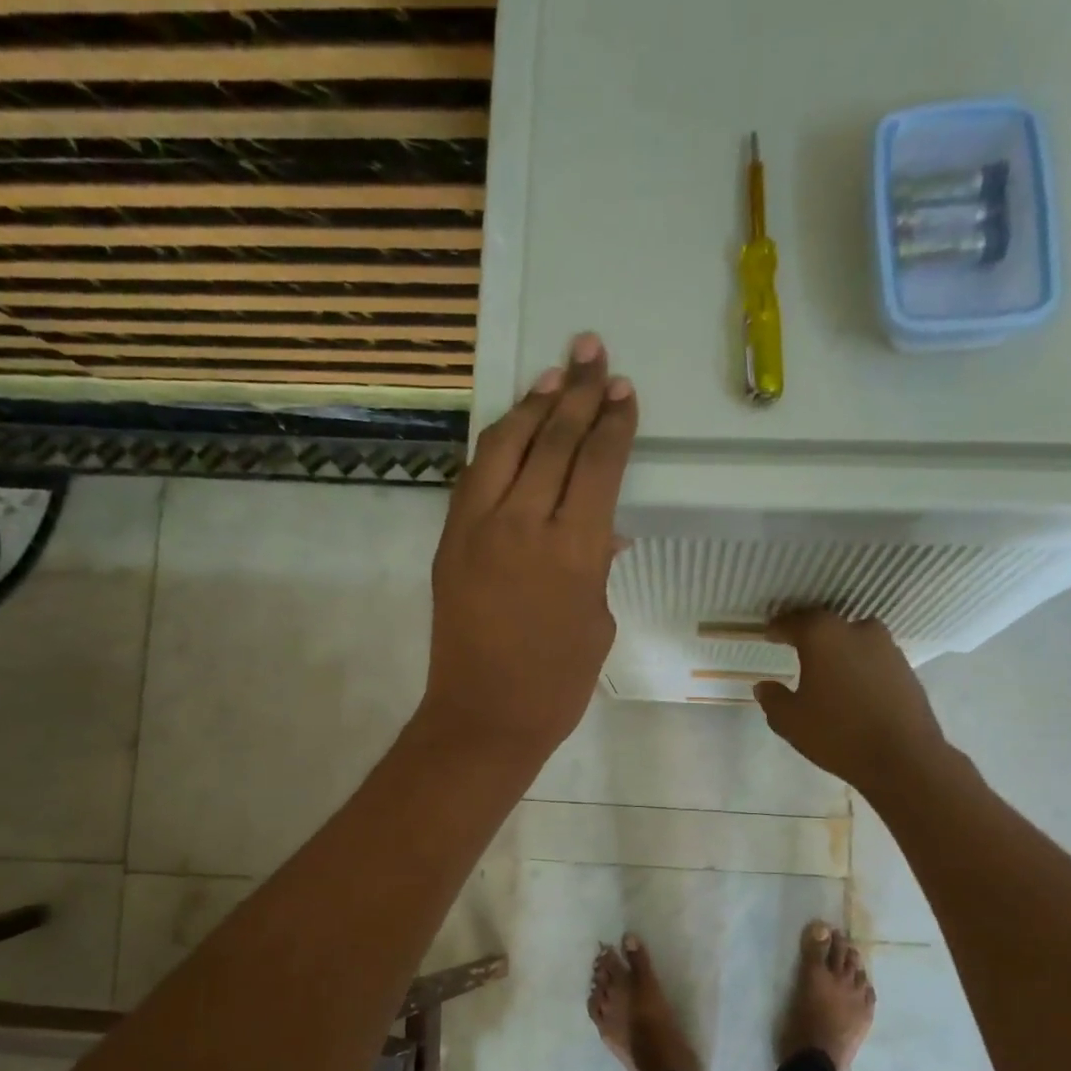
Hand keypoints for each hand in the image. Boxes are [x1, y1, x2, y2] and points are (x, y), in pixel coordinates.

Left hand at [420, 332, 637, 761]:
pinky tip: (511, 429)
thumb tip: (603, 532)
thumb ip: (597, 568)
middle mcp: (523, 524)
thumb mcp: (597, 622)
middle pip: (552, 440)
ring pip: (504, 447)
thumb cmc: (557, 683)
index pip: (597, 465)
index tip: (622, 391)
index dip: (612, 423)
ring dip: (530, 407)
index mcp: (574, 549)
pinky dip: (496, 446)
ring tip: (552, 376)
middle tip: (591, 353)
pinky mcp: (449, 541)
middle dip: (576, 393)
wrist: (484, 716)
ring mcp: (477, 528)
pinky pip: (473, 477)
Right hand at [754, 611, 949, 793]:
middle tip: (796, 649)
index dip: (778, 628)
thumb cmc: (838, 734)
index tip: (769, 635)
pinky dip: (858, 666)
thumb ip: (773, 699)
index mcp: (823, 635)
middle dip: (809, 635)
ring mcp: (887, 647)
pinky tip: (851, 686)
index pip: (794, 622)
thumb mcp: (790, 721)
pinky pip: (872, 658)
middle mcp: (857, 630)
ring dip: (837, 651)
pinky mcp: (906, 667)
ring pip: (853, 640)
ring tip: (825, 670)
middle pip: (827, 625)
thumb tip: (765, 686)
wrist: (904, 758)